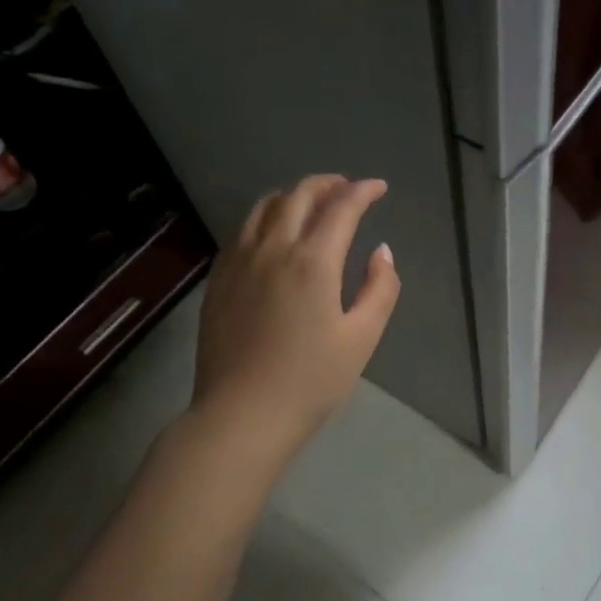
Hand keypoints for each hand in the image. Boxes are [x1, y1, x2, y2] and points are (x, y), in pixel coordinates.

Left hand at [191, 174, 400, 452]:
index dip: (363, 191)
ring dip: (294, 195)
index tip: (379, 188)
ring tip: (312, 203)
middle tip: (348, 189)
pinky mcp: (219, 280)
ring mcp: (239, 262)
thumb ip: (380, 288)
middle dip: (328, 184)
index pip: (341, 207)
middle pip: (299, 195)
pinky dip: (266, 217)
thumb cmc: (310, 381)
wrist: (241, 416)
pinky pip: (244, 230)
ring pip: (265, 207)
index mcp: (312, 262)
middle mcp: (272, 249)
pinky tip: (274, 233)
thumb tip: (381, 252)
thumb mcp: (362, 338)